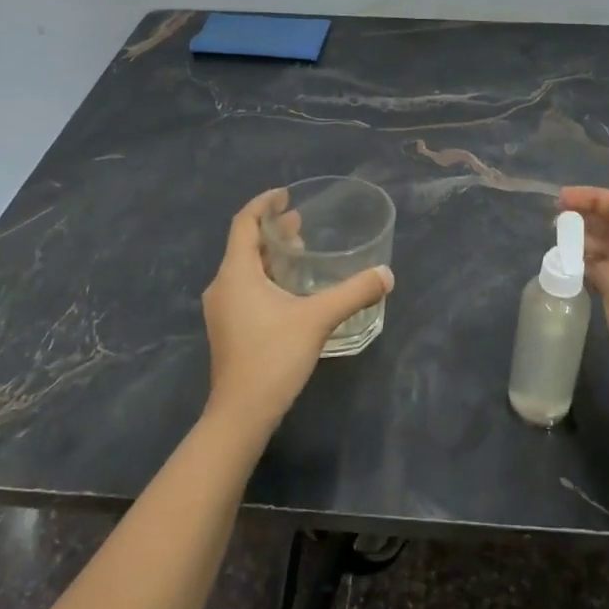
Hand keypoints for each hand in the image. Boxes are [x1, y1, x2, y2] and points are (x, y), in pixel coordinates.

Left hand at [201, 188, 393, 436]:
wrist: (241, 414)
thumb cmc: (273, 358)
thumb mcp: (318, 320)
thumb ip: (353, 293)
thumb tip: (386, 274)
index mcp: (236, 273)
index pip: (244, 223)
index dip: (264, 204)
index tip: (286, 195)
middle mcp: (223, 286)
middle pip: (245, 245)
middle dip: (273, 231)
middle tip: (302, 223)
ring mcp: (222, 310)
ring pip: (245, 269)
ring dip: (271, 256)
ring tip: (300, 251)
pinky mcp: (229, 329)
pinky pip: (246, 289)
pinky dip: (267, 278)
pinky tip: (291, 291)